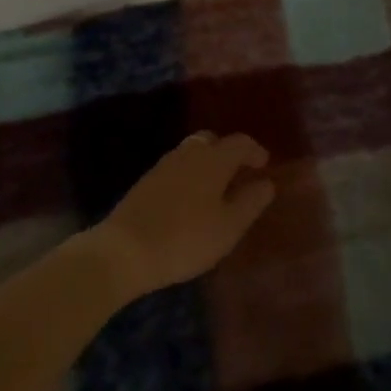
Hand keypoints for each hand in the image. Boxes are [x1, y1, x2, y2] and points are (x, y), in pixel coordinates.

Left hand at [87, 132, 275, 302]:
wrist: (123, 250)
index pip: (240, 142)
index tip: (264, 165)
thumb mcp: (228, 227)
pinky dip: (189, 175)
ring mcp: (164, 165)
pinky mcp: (146, 181)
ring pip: (192, 152)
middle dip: (228, 153)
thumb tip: (267, 182)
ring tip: (215, 189)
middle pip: (213, 141)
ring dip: (207, 163)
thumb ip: (251, 202)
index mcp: (214, 159)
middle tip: (238, 174)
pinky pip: (177, 168)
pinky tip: (189, 200)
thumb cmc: (185, 238)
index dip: (254, 151)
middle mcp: (190, 153)